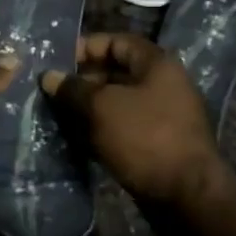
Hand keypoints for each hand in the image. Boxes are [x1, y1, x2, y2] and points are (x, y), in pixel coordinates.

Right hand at [41, 33, 228, 210]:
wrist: (186, 194)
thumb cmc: (145, 137)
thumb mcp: (103, 107)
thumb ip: (74, 89)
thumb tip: (49, 76)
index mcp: (157, 64)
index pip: (117, 41)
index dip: (86, 47)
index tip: (57, 61)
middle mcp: (162, 85)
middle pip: (116, 72)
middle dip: (82, 80)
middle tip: (51, 91)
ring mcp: (161, 116)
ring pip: (117, 103)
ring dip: (88, 108)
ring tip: (56, 114)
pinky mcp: (155, 143)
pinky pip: (122, 127)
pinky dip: (100, 130)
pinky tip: (75, 138)